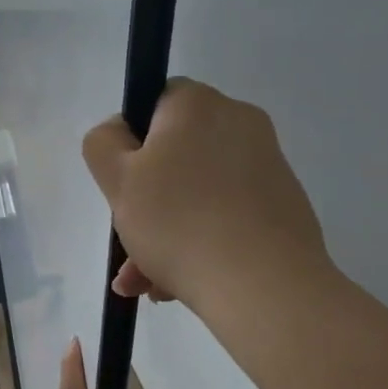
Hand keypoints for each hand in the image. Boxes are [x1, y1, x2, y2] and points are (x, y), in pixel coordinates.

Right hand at [83, 78, 329, 309]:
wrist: (264, 286)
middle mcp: (240, 123)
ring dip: (165, 233)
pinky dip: (200, 241)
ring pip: (197, 192)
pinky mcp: (284, 206)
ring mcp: (268, 166)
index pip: (155, 102)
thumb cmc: (179, 223)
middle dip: (144, 203)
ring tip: (146, 284)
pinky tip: (178, 286)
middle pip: (175, 155)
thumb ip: (103, 143)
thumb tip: (120, 133)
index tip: (122, 183)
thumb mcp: (118, 180)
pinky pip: (226, 215)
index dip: (130, 141)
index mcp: (199, 104)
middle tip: (127, 247)